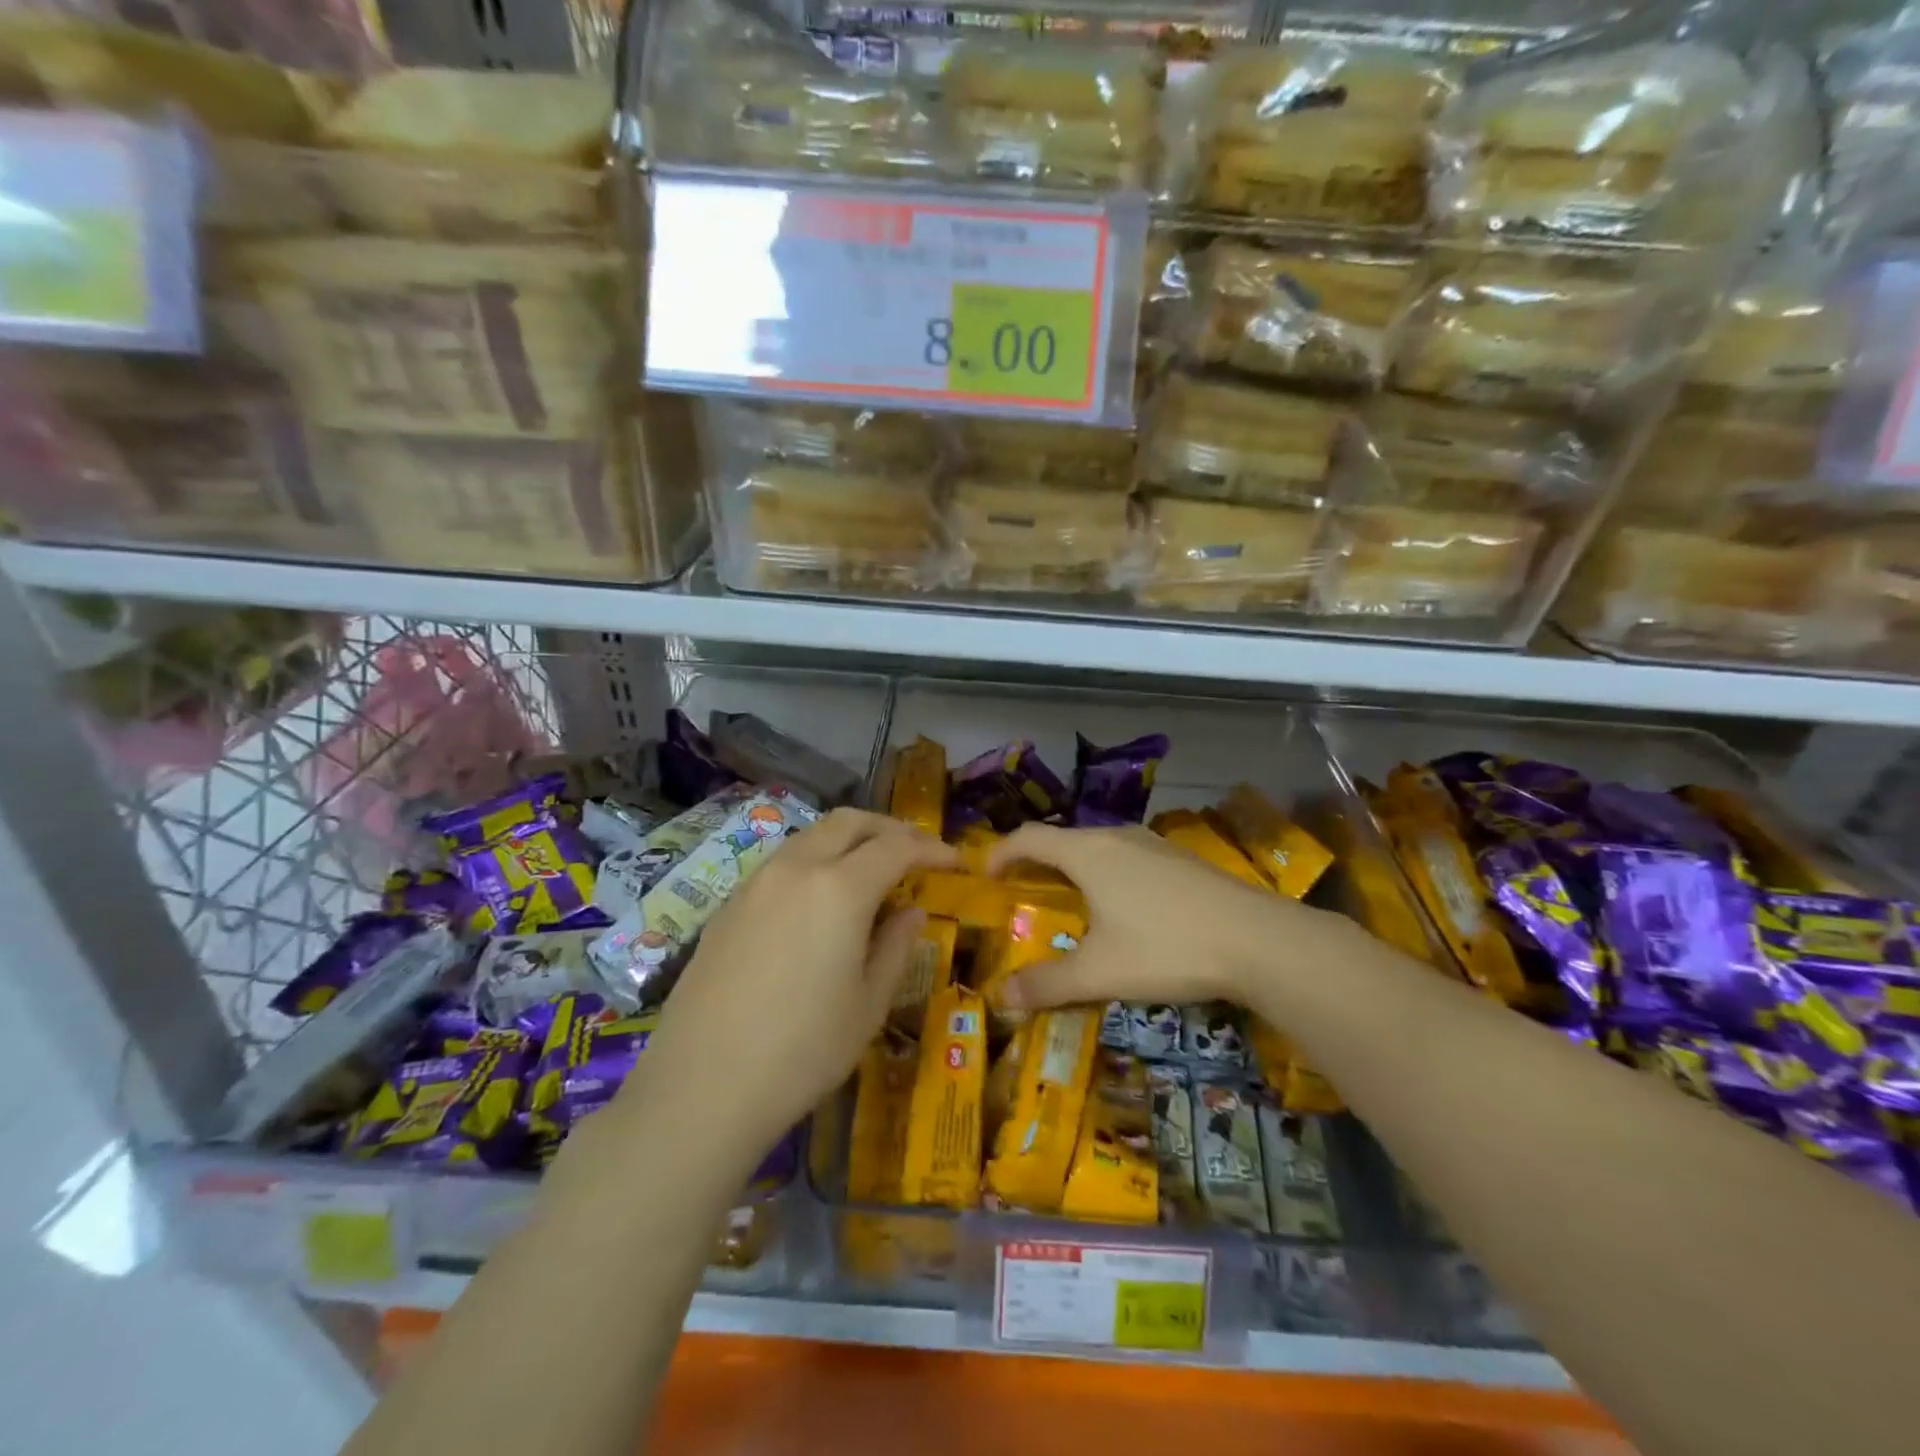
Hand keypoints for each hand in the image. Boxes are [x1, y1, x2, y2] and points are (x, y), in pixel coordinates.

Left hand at [626, 809, 956, 1161]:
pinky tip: (820, 901)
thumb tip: (911, 911)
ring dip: (849, 841)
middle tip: (915, 852)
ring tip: (871, 872)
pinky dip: (815, 862)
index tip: (955, 861)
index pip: (896, 847)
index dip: (930, 848)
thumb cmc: (803, 1051)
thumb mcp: (868, 1004)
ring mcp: (756, 883)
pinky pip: (782, 863)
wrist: (702, 1086)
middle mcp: (796, 868)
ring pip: (811, 836)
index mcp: (839, 888)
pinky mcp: (728, 905)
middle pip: (849, 822)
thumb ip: (895, 946)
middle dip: (889, 828)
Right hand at [986, 822, 1344, 1012]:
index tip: (986, 873)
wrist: (1259, 940)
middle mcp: (1118, 837)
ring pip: (1100, 847)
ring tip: (1068, 897)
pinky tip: (1123, 906)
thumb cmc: (1167, 947)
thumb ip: (1048, 984)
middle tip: (1022, 890)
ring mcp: (1154, 845)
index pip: (1031, 838)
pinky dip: (1107, 873)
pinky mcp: (1182, 860)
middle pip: (1065, 839)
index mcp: (1088, 853)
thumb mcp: (1101, 972)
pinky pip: (1128, 857)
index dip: (1002, 852)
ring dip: (1075, 866)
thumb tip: (1002, 997)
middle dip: (1037, 861)